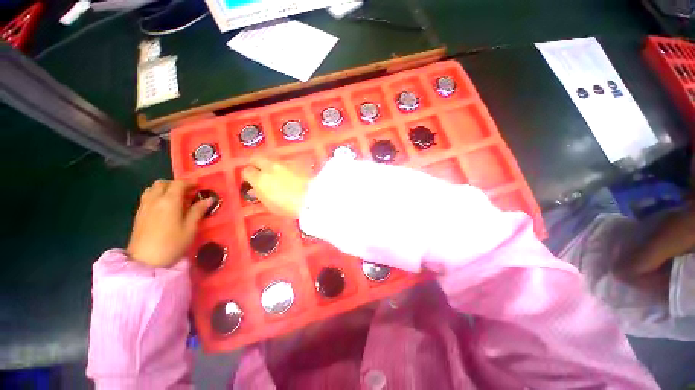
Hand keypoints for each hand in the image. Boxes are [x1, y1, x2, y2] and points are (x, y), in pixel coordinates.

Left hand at [126, 179, 211, 267]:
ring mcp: (144, 207)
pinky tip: (164, 207)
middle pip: (162, 183)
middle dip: (175, 184)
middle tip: (187, 192)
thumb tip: (208, 199)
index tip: (200, 186)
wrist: (144, 262)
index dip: (190, 182)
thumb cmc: (172, 244)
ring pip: (152, 189)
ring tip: (175, 198)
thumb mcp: (190, 228)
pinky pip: (147, 197)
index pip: (179, 184)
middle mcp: (154, 200)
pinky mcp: (138, 215)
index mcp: (169, 201)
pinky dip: (156, 195)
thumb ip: (198, 211)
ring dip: (164, 189)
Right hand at [241, 157, 309, 218]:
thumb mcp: (271, 205)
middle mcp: (270, 167)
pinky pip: (288, 162)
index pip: (246, 171)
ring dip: (274, 166)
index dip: (249, 176)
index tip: (252, 180)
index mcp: (260, 179)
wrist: (312, 198)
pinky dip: (287, 167)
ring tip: (280, 176)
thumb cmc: (290, 207)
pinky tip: (293, 175)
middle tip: (262, 173)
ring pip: (274, 160)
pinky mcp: (298, 162)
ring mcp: (285, 163)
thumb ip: (261, 193)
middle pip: (258, 159)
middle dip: (258, 165)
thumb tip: (257, 189)